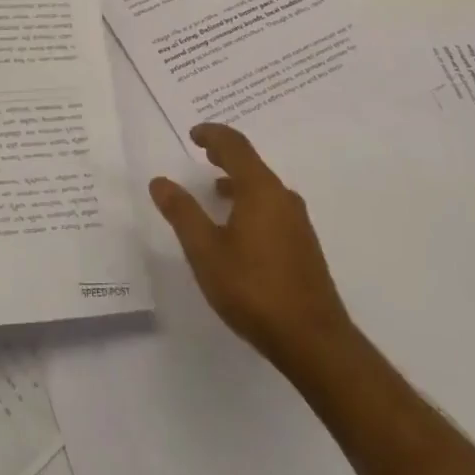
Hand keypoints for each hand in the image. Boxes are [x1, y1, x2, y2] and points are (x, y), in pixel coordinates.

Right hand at [149, 123, 354, 371]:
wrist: (314, 341)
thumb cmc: (254, 289)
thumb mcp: (206, 251)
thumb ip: (182, 213)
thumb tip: (160, 181)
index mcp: (260, 190)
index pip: (235, 146)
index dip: (213, 135)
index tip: (193, 134)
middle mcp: (283, 197)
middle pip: (252, 163)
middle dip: (226, 155)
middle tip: (204, 153)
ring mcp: (298, 222)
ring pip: (264, 187)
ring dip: (239, 180)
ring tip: (216, 189)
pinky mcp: (304, 246)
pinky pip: (273, 207)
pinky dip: (251, 201)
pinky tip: (240, 228)